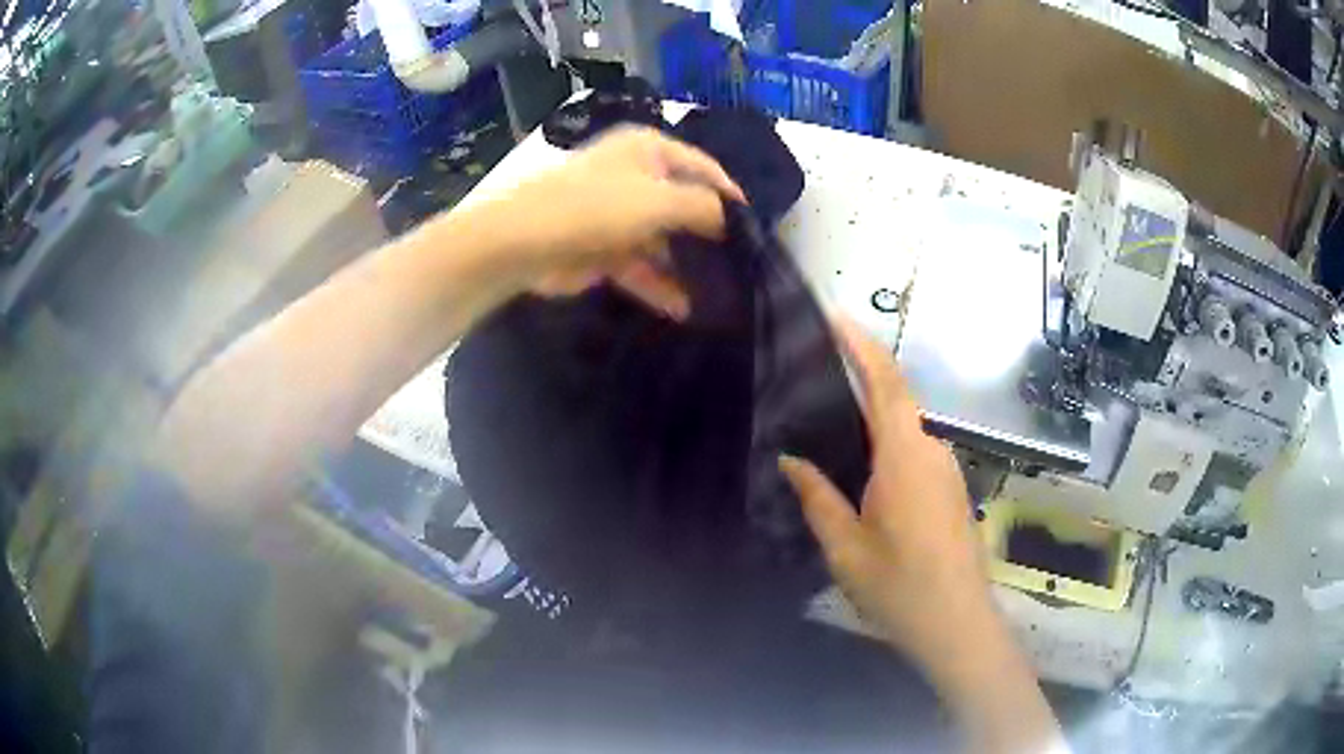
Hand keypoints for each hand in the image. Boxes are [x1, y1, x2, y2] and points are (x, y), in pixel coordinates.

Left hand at [491, 126, 745, 318]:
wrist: (524, 242)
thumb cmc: (595, 207)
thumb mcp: (659, 200)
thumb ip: (704, 206)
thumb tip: (731, 218)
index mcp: (648, 151)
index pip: (703, 167)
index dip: (730, 194)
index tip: (756, 227)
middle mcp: (635, 177)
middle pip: (684, 205)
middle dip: (709, 235)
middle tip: (742, 264)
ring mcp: (618, 216)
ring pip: (663, 240)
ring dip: (686, 265)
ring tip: (721, 292)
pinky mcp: (603, 250)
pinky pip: (641, 267)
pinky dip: (660, 286)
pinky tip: (685, 309)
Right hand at [778, 320, 996, 666]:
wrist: (957, 623)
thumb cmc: (899, 586)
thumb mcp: (845, 547)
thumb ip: (818, 497)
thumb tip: (790, 459)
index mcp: (905, 457)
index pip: (886, 383)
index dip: (862, 345)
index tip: (837, 317)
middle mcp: (933, 451)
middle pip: (897, 401)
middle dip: (862, 380)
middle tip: (817, 376)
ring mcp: (948, 471)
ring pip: (907, 431)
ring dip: (875, 420)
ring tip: (833, 427)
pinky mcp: (953, 490)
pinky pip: (917, 453)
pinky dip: (889, 447)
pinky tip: (865, 472)